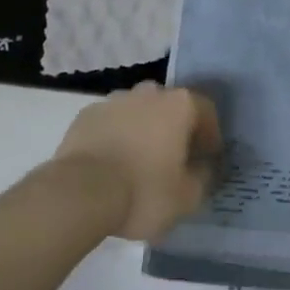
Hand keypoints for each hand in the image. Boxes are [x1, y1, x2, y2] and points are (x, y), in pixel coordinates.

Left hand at [52, 83, 222, 241]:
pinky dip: (116, 136)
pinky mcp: (87, 114)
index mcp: (180, 105)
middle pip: (171, 107)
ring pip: (139, 112)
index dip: (210, 135)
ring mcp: (116, 100)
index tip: (207, 159)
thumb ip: (204, 177)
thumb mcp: (186, 197)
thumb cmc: (143, 191)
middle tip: (172, 160)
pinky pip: (111, 122)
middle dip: (174, 129)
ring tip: (138, 163)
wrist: (79, 193)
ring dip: (143, 130)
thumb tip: (205, 167)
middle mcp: (151, 92)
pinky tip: (110, 164)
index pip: (206, 111)